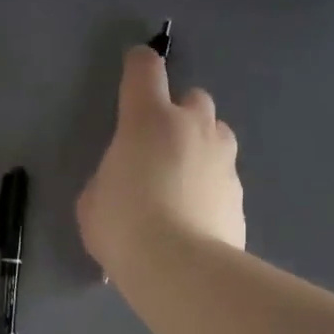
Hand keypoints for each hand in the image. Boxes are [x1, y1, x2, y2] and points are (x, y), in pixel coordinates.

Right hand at [77, 46, 245, 278]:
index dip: (138, 64)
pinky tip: (195, 214)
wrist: (180, 269)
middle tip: (159, 142)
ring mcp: (223, 159)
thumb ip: (110, 177)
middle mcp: (192, 127)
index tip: (134, 67)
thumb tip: (125, 182)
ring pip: (216, 134)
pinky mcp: (239, 193)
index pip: (145, 70)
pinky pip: (223, 176)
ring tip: (181, 179)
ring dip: (200, 145)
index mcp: (148, 120)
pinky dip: (210, 185)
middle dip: (178, 112)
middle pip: (194, 97)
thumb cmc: (123, 226)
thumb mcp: (93, 200)